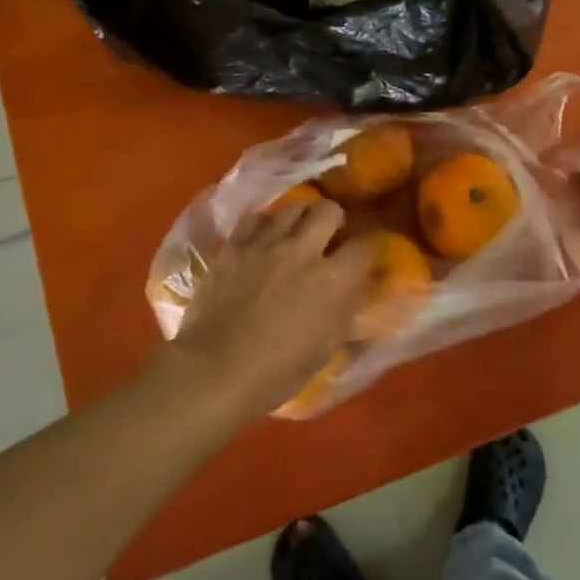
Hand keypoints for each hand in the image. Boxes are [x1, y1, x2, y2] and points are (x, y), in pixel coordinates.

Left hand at [166, 199, 372, 418]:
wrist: (214, 372)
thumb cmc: (276, 372)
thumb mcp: (325, 348)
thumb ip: (344, 311)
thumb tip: (353, 290)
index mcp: (332, 280)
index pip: (364, 245)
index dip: (366, 249)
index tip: (360, 257)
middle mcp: (303, 251)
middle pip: (329, 210)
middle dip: (334, 220)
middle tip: (328, 236)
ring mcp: (266, 244)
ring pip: (292, 207)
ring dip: (300, 218)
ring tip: (295, 233)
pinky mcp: (234, 246)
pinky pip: (255, 217)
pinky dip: (264, 224)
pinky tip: (262, 238)